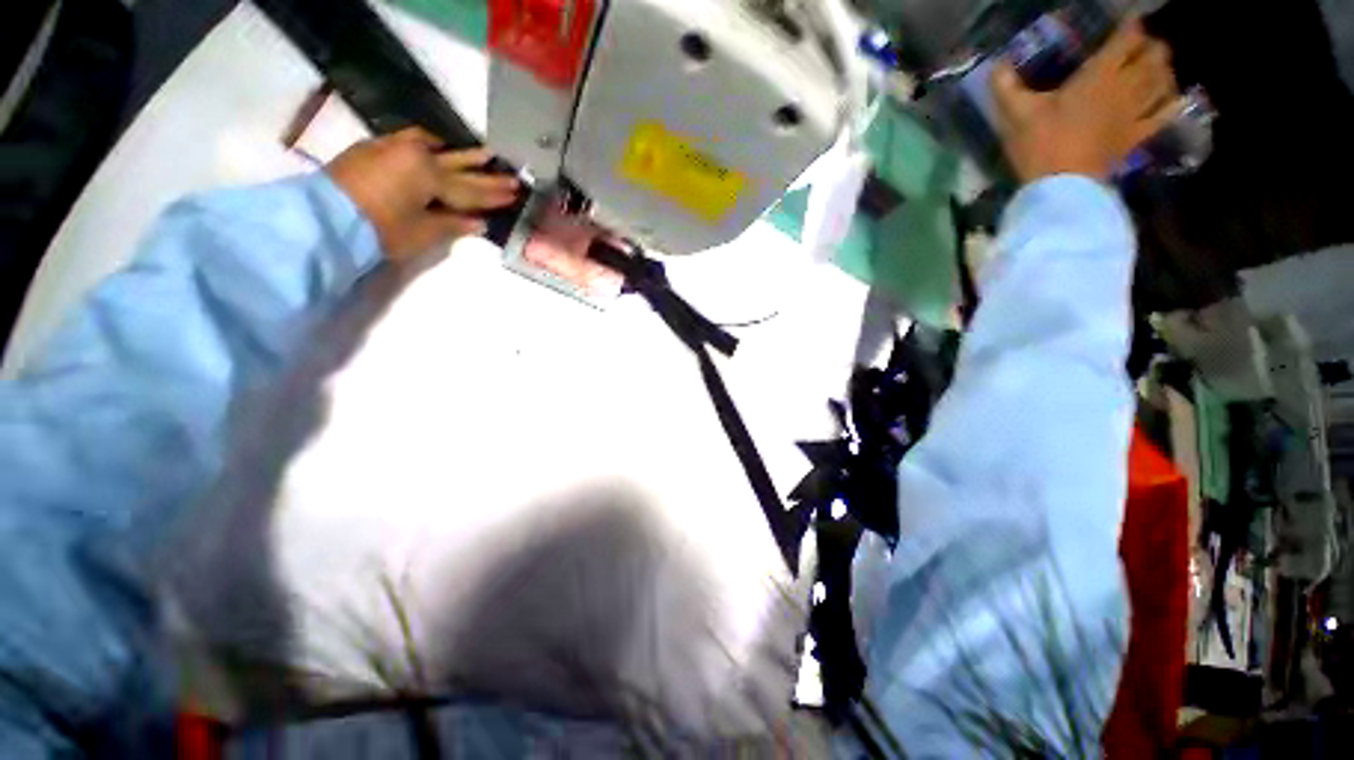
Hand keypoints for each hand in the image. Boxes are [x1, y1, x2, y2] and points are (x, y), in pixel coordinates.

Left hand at [327, 128, 519, 260]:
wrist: (322, 219)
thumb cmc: (379, 230)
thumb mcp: (422, 233)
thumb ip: (452, 224)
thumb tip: (477, 221)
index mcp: (430, 176)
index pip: (471, 190)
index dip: (494, 195)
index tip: (516, 193)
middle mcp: (416, 155)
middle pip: (459, 168)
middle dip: (486, 175)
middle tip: (511, 175)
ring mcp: (393, 149)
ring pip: (436, 148)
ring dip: (461, 154)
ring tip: (483, 154)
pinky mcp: (375, 150)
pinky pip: (410, 141)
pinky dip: (429, 145)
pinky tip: (435, 146)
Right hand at [992, 20, 1181, 182]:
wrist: (1059, 187)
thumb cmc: (1039, 144)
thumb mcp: (1015, 114)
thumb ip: (1005, 86)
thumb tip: (997, 64)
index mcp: (1099, 74)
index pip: (1126, 38)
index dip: (1129, 26)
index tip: (1127, 21)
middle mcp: (1125, 86)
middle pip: (1154, 55)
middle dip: (1152, 45)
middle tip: (1143, 45)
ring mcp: (1135, 113)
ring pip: (1164, 81)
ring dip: (1164, 69)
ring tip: (1158, 67)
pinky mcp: (1136, 136)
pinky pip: (1163, 115)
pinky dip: (1171, 103)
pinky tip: (1172, 98)